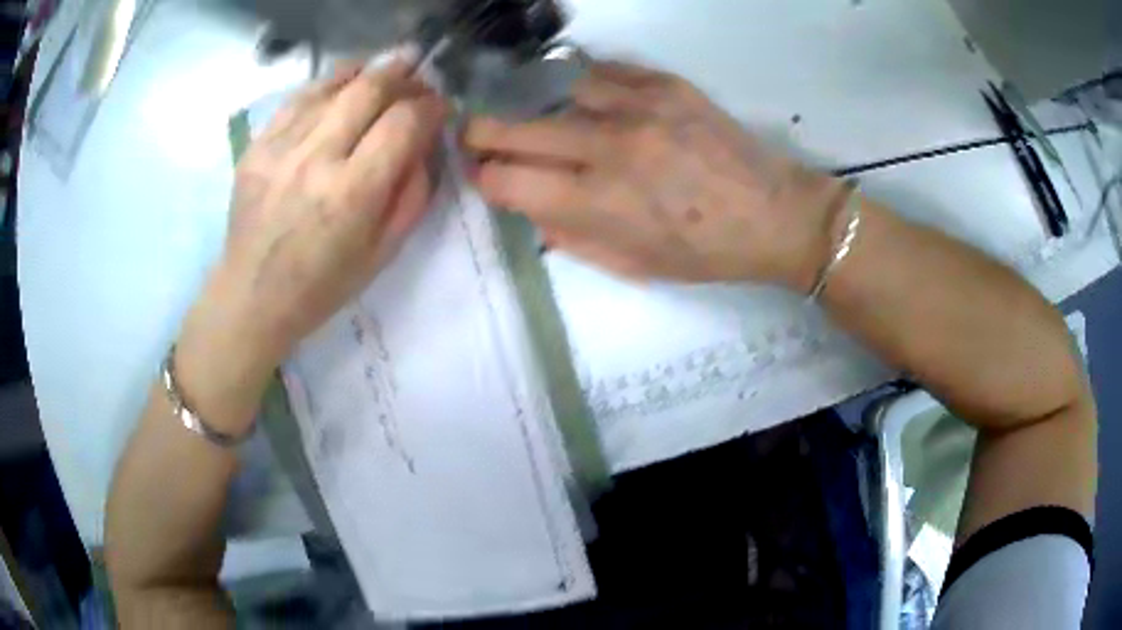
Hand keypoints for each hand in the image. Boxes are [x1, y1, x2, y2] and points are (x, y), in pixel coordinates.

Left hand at [176, 53, 447, 420]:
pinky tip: (344, 81)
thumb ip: (413, 194)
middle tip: (419, 73)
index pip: (403, 123)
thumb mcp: (383, 253)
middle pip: (369, 89)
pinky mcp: (257, 145)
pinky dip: (328, 82)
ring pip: (333, 84)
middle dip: (403, 75)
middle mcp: (316, 159)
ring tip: (387, 68)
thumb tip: (424, 144)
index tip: (440, 106)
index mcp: (352, 194)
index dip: (430, 106)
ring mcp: (281, 147)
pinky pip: (298, 97)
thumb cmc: (322, 285)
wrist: (252, 296)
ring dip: (368, 70)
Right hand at [464, 61, 848, 289]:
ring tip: (557, 122)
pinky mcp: (666, 85)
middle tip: (476, 135)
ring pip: (557, 91)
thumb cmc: (705, 253)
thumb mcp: (633, 266)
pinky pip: (604, 71)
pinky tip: (595, 101)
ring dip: (546, 109)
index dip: (484, 178)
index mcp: (599, 203)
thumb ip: (572, 237)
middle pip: (516, 129)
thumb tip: (532, 207)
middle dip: (483, 134)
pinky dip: (589, 86)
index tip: (484, 176)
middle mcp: (608, 147)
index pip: (507, 180)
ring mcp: (638, 107)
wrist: (775, 215)